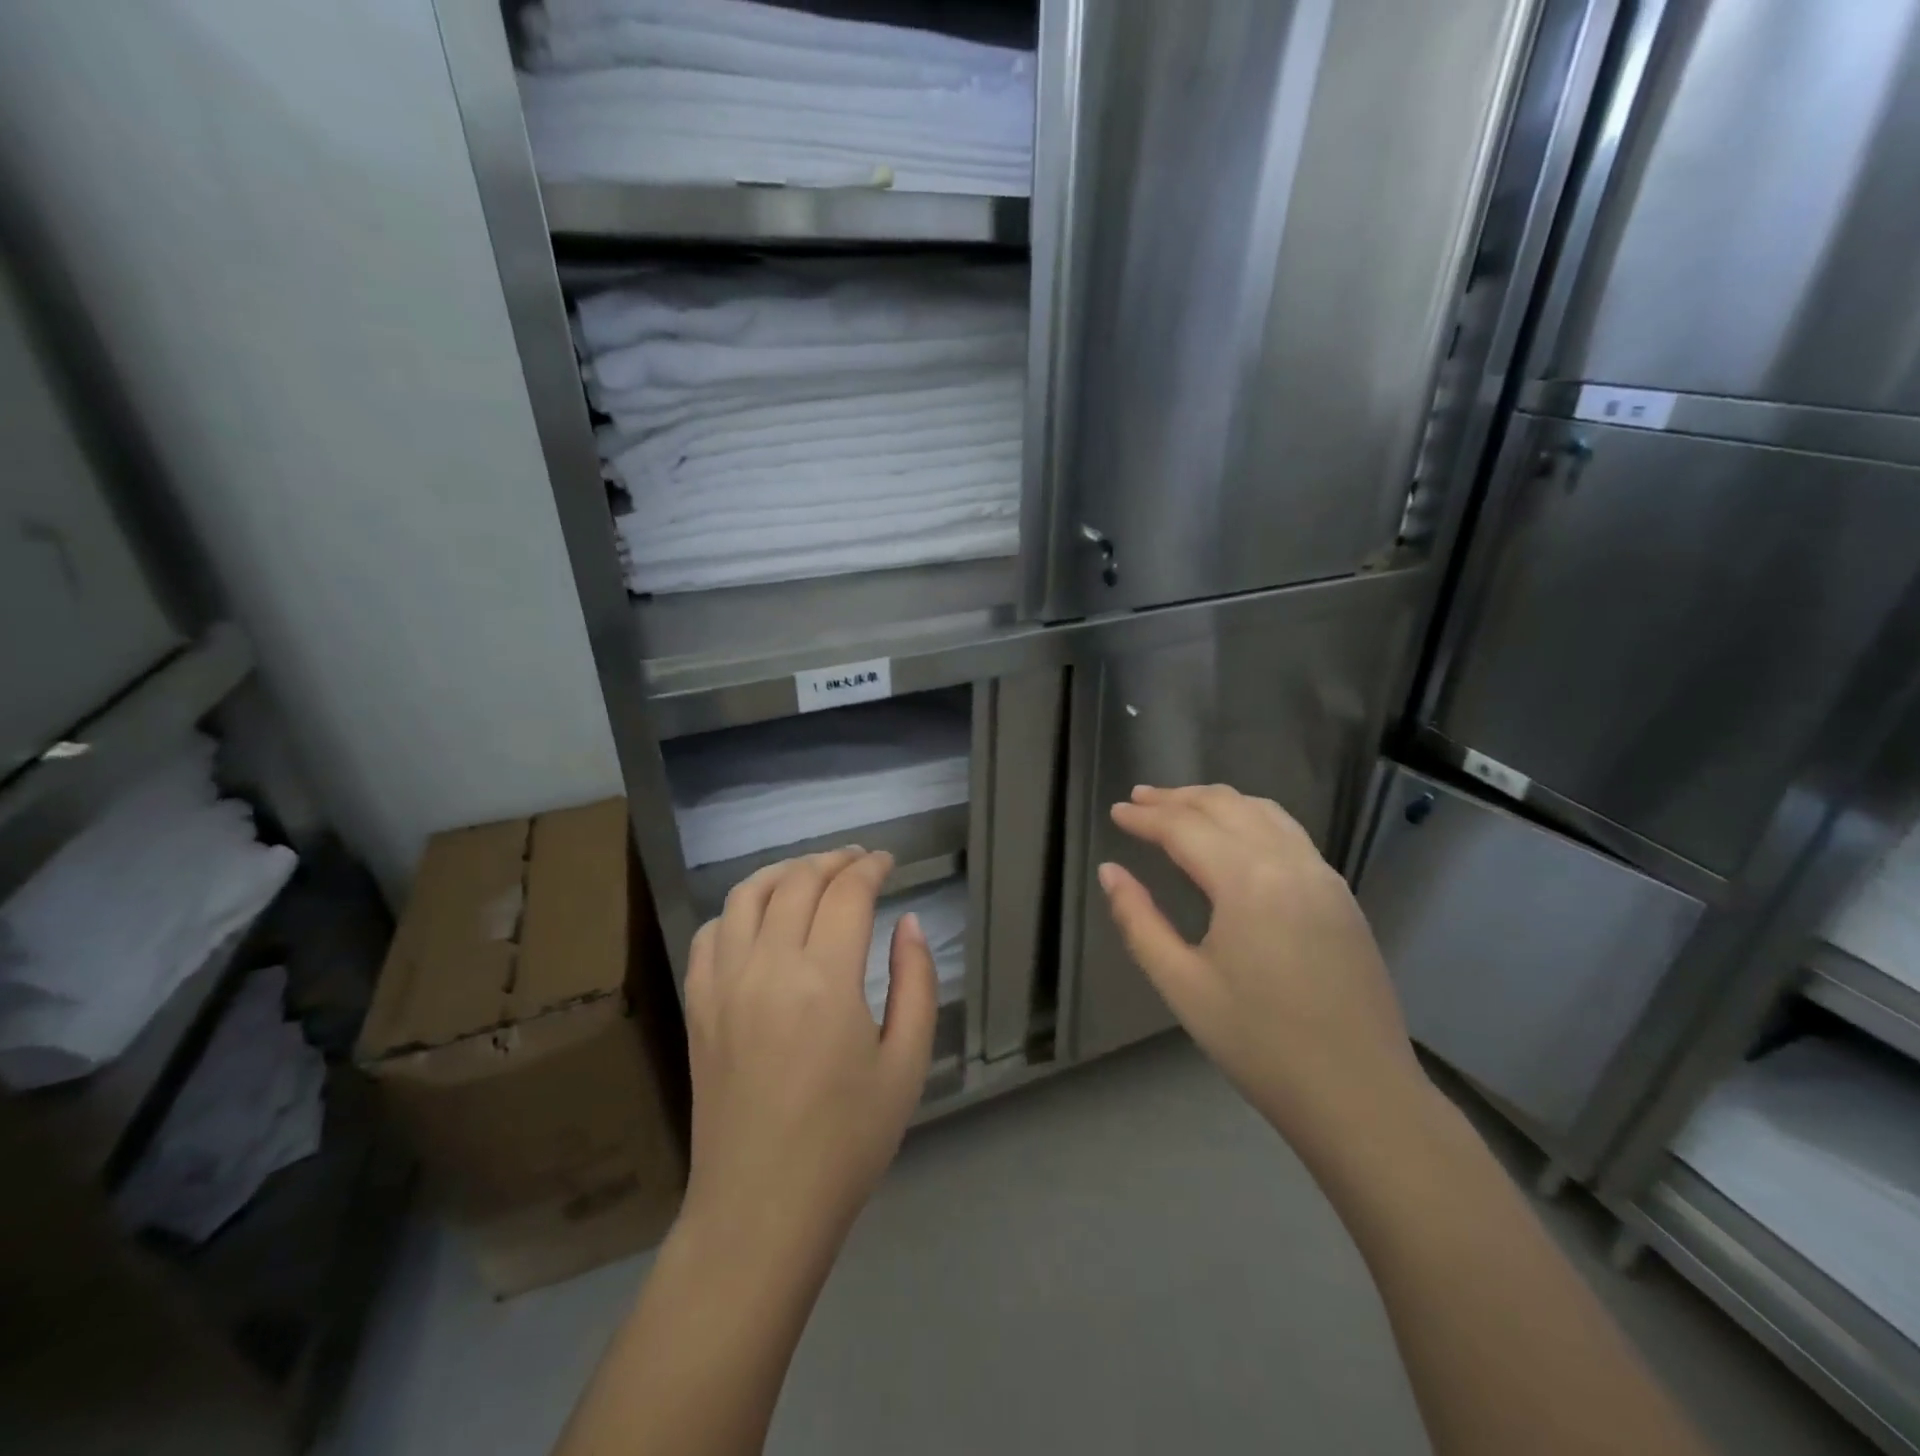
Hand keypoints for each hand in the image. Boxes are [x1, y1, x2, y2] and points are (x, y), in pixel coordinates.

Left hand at [682, 849, 936, 1256]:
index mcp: (825, 980)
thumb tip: (908, 923)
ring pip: (747, 895)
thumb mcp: (906, 1064)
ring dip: (784, 872)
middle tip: (859, 862)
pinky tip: (759, 918)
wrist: (761, 1209)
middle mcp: (767, 966)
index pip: (847, 892)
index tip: (889, 862)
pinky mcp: (698, 1006)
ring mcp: (723, 984)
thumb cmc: (847, 1142)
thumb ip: (916, 982)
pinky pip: (711, 933)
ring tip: (811, 873)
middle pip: (798, 881)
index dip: (872, 868)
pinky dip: (738, 909)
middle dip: (833, 860)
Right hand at [1099, 785, 1426, 1150]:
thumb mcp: (1182, 985)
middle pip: (1226, 806)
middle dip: (1178, 798)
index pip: (1184, 828)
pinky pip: (1290, 833)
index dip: (1145, 817)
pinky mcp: (1342, 896)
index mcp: (1247, 880)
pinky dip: (1252, 818)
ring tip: (1182, 806)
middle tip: (1139, 799)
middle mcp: (1289, 862)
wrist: (1361, 1096)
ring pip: (1264, 811)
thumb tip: (1110, 872)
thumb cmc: (1260, 1044)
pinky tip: (1235, 837)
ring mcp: (1323, 876)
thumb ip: (1139, 921)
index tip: (1116, 812)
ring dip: (1217, 801)